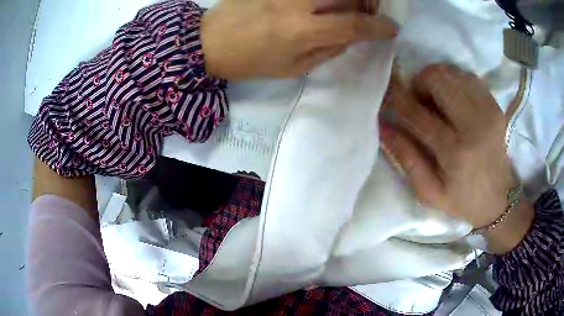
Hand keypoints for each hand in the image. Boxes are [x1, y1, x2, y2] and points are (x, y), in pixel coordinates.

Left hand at [200, 0, 397, 79]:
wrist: (210, 41)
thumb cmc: (251, 61)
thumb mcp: (293, 68)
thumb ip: (328, 50)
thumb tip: (352, 36)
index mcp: (303, 31)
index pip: (354, 24)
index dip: (379, 26)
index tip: (392, 28)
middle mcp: (298, 3)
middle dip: (368, 3)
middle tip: (370, 12)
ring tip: (348, 7)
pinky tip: (323, 6)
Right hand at [379, 64, 533, 252]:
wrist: (500, 199)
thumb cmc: (463, 200)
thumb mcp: (429, 192)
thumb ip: (406, 158)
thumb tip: (383, 126)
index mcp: (455, 153)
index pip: (416, 113)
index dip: (397, 98)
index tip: (386, 91)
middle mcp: (474, 125)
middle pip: (437, 79)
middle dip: (419, 83)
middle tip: (418, 100)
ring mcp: (488, 111)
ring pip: (451, 72)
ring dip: (436, 81)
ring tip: (436, 100)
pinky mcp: (495, 105)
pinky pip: (467, 77)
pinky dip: (453, 81)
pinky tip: (453, 99)